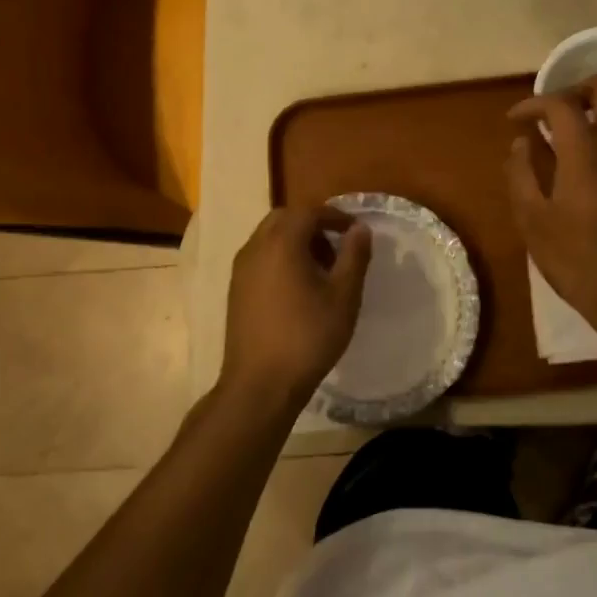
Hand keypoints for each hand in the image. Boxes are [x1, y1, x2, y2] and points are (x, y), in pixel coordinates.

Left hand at [222, 205, 372, 408]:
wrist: (260, 384)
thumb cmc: (308, 337)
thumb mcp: (343, 296)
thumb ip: (354, 256)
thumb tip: (360, 229)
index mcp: (281, 242)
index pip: (308, 211)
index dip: (334, 216)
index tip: (354, 231)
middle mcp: (255, 247)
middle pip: (284, 219)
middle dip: (312, 225)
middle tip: (336, 248)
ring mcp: (241, 269)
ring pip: (270, 238)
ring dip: (295, 241)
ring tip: (321, 271)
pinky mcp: (236, 290)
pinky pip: (260, 257)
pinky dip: (280, 258)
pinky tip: (297, 289)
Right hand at [507, 74, 596, 347]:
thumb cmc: (578, 262)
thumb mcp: (534, 223)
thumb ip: (521, 175)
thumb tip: (521, 143)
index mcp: (587, 155)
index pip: (561, 103)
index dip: (533, 103)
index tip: (516, 121)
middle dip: (577, 87)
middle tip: (552, 112)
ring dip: (590, 120)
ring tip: (560, 151)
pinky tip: (584, 180)